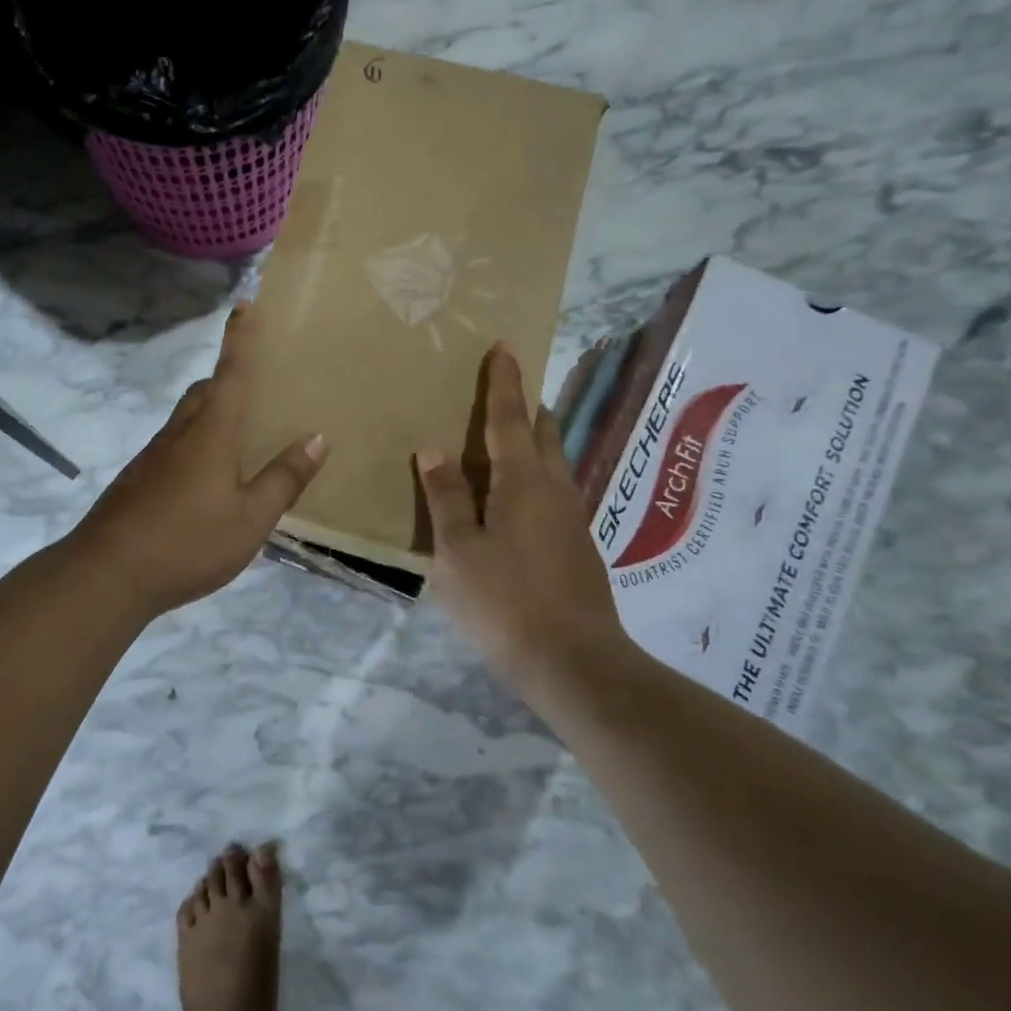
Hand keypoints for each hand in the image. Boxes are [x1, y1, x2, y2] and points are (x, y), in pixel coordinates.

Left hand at [72, 303, 327, 617]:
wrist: (106, 574)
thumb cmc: (187, 542)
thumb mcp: (250, 518)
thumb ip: (284, 478)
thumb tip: (317, 438)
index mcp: (210, 433)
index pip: (230, 374)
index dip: (240, 340)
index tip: (244, 306)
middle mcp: (178, 435)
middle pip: (203, 393)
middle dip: (225, 381)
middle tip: (252, 390)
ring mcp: (152, 458)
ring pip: (185, 421)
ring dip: (208, 416)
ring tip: (235, 440)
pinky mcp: (136, 482)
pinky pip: (172, 448)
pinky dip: (193, 447)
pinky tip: (204, 484)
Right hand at [416, 343, 635, 689]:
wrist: (576, 664)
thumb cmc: (506, 601)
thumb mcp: (458, 550)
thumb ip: (446, 497)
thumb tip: (433, 448)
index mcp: (524, 482)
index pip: (511, 418)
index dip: (504, 382)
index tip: (504, 346)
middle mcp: (555, 489)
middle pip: (543, 434)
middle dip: (525, 406)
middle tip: (502, 390)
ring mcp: (572, 519)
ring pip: (554, 464)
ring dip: (533, 442)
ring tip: (503, 440)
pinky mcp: (577, 547)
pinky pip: (554, 492)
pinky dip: (534, 476)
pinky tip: (514, 499)